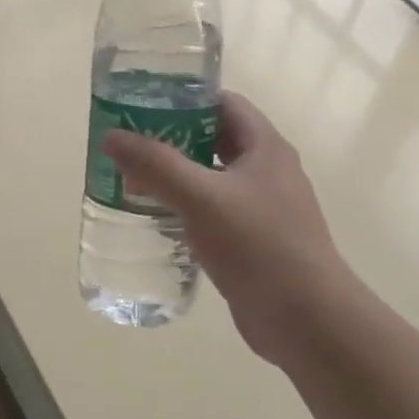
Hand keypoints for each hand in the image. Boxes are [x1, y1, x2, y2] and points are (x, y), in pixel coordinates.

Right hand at [102, 92, 363, 365]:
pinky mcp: (254, 241)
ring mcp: (263, 208)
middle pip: (215, 140)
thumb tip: (112, 137)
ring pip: (212, 179)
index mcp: (265, 148)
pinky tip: (157, 220)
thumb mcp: (202, 198)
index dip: (185, 98)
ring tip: (133, 180)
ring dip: (177, 177)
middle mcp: (268, 171)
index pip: (224, 104)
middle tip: (130, 144)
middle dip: (172, 139)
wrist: (306, 319)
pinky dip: (186, 209)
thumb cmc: (258, 246)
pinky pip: (214, 213)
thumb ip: (156, 166)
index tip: (143, 104)